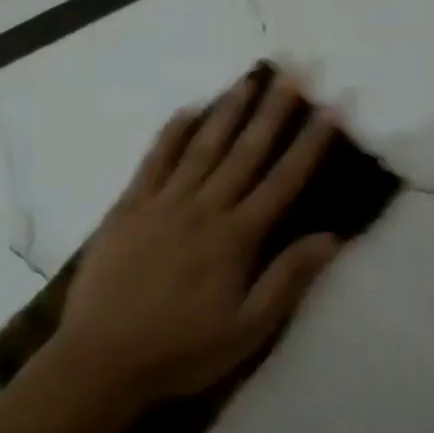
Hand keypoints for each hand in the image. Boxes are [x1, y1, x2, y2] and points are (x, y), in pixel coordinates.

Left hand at [54, 70, 341, 408]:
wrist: (102, 359)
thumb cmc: (181, 351)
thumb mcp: (247, 330)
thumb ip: (287, 280)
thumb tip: (331, 237)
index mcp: (235, 238)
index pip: (282, 181)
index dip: (309, 144)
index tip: (330, 109)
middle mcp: (203, 208)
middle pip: (245, 152)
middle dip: (272, 112)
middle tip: (292, 74)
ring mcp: (161, 203)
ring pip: (202, 147)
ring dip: (227, 112)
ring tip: (247, 81)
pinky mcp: (127, 208)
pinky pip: (153, 161)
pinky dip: (171, 133)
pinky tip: (186, 111)